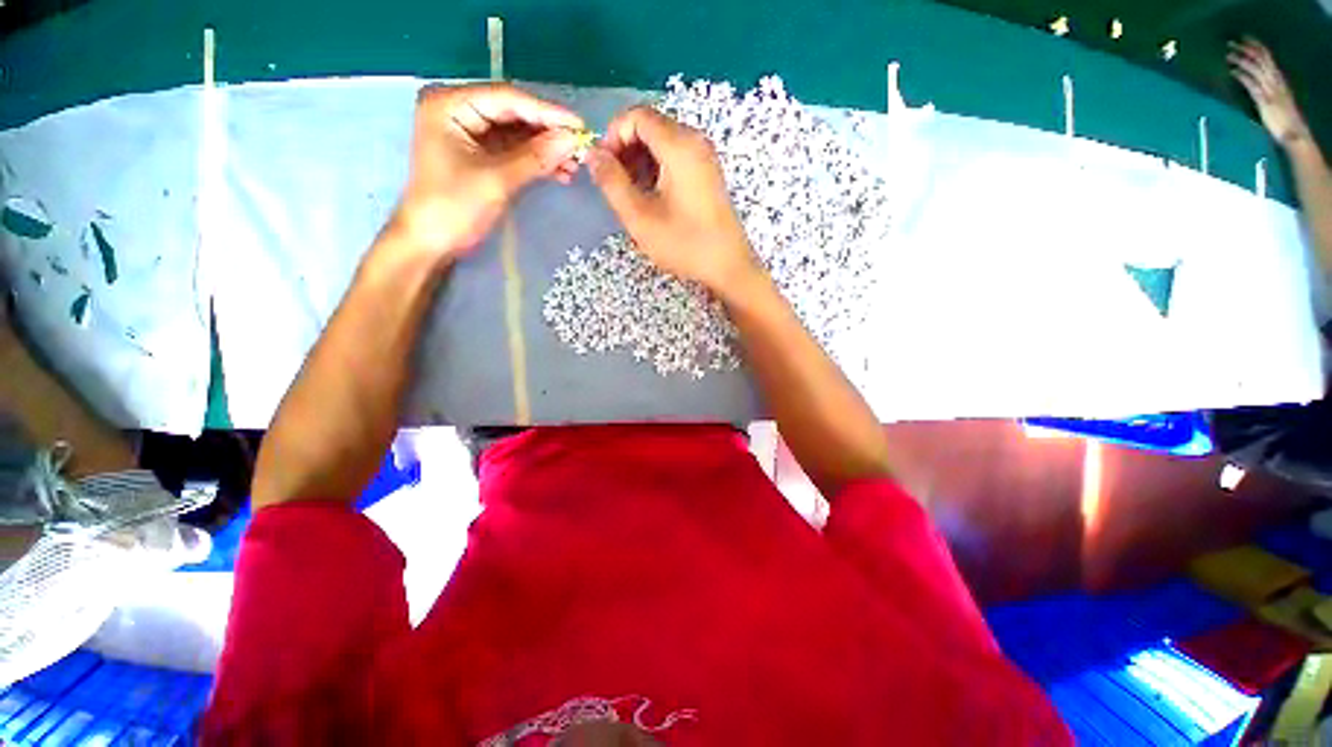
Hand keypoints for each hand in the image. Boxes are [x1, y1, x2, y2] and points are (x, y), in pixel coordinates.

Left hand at [388, 83, 584, 260]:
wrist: (431, 242)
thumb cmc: (454, 208)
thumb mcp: (497, 181)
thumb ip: (536, 158)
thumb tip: (573, 140)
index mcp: (450, 104)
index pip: (507, 98)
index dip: (547, 112)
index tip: (580, 126)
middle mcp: (459, 110)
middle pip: (514, 113)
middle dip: (548, 132)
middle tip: (581, 147)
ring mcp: (469, 132)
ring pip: (518, 133)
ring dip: (547, 149)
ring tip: (575, 165)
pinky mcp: (480, 153)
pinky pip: (515, 150)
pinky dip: (537, 161)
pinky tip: (560, 172)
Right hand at [588, 106, 760, 292]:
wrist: (727, 266)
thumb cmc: (684, 243)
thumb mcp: (640, 216)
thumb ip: (612, 182)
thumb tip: (593, 155)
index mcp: (679, 145)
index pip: (637, 116)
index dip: (612, 135)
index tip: (604, 166)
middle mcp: (695, 141)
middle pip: (650, 126)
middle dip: (625, 149)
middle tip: (615, 183)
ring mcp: (705, 157)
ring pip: (662, 142)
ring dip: (640, 161)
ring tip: (631, 194)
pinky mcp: (708, 173)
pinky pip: (676, 157)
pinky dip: (657, 169)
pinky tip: (651, 197)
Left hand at [1229, 38, 1311, 147]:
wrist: (1294, 134)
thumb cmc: (1284, 121)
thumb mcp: (1275, 101)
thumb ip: (1266, 92)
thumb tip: (1252, 83)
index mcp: (1278, 80)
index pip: (1267, 58)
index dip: (1256, 47)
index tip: (1244, 39)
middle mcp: (1275, 81)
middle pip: (1260, 59)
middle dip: (1246, 49)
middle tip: (1231, 42)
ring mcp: (1270, 90)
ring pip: (1255, 68)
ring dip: (1241, 60)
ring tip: (1228, 54)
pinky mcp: (1265, 100)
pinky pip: (1252, 84)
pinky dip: (1242, 76)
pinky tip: (1233, 71)